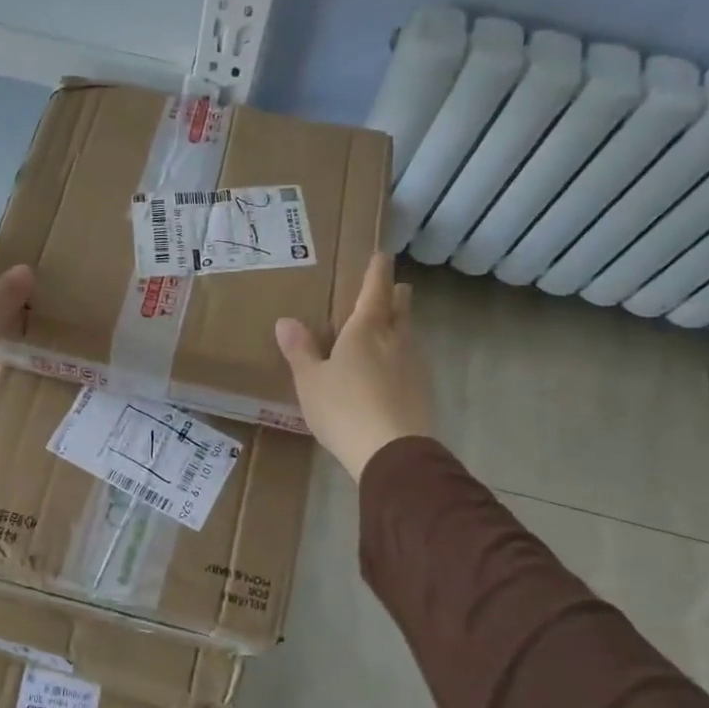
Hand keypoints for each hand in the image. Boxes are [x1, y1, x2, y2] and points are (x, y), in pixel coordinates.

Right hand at [275, 252, 433, 479]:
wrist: (393, 452)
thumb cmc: (343, 408)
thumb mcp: (310, 381)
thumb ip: (300, 351)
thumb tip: (285, 321)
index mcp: (366, 330)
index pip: (375, 290)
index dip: (378, 271)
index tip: (383, 255)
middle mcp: (394, 340)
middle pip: (400, 309)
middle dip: (396, 296)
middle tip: (394, 288)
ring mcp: (413, 366)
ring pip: (408, 335)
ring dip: (401, 326)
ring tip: (390, 327)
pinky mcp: (423, 391)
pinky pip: (411, 362)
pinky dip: (402, 356)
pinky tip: (393, 369)